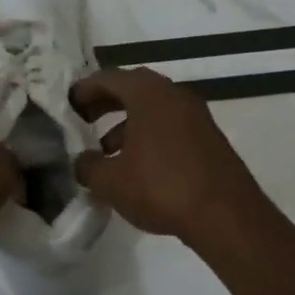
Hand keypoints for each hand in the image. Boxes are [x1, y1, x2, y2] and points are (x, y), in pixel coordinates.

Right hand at [71, 67, 264, 243]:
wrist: (226, 216)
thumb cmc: (161, 188)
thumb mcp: (110, 181)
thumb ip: (87, 166)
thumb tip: (82, 161)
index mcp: (148, 94)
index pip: (109, 78)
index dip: (85, 89)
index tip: (68, 103)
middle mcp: (175, 96)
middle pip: (133, 89)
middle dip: (106, 103)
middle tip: (84, 119)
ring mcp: (196, 117)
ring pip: (153, 110)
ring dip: (126, 123)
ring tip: (105, 151)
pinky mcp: (209, 140)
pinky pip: (169, 127)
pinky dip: (147, 136)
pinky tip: (135, 167)